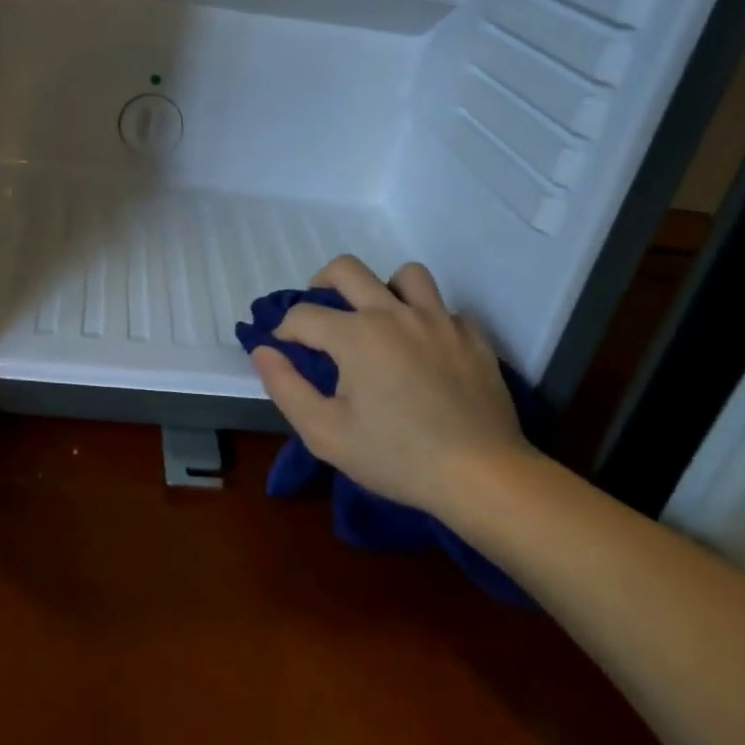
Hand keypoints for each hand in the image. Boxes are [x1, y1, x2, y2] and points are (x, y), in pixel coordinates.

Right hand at [248, 256, 543, 520]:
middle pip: (347, 269)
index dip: (285, 331)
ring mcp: (439, 319)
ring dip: (384, 289)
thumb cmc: (396, 457)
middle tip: (320, 315)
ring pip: (406, 275)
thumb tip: (263, 351)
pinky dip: (428, 320)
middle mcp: (395, 313)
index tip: (285, 351)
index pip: (303, 314)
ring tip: (379, 320)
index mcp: (355, 335)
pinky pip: (445, 309)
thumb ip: (285, 387)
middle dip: (321, 283)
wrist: (481, 474)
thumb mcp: (325, 433)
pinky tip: (425, 350)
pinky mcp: (472, 336)